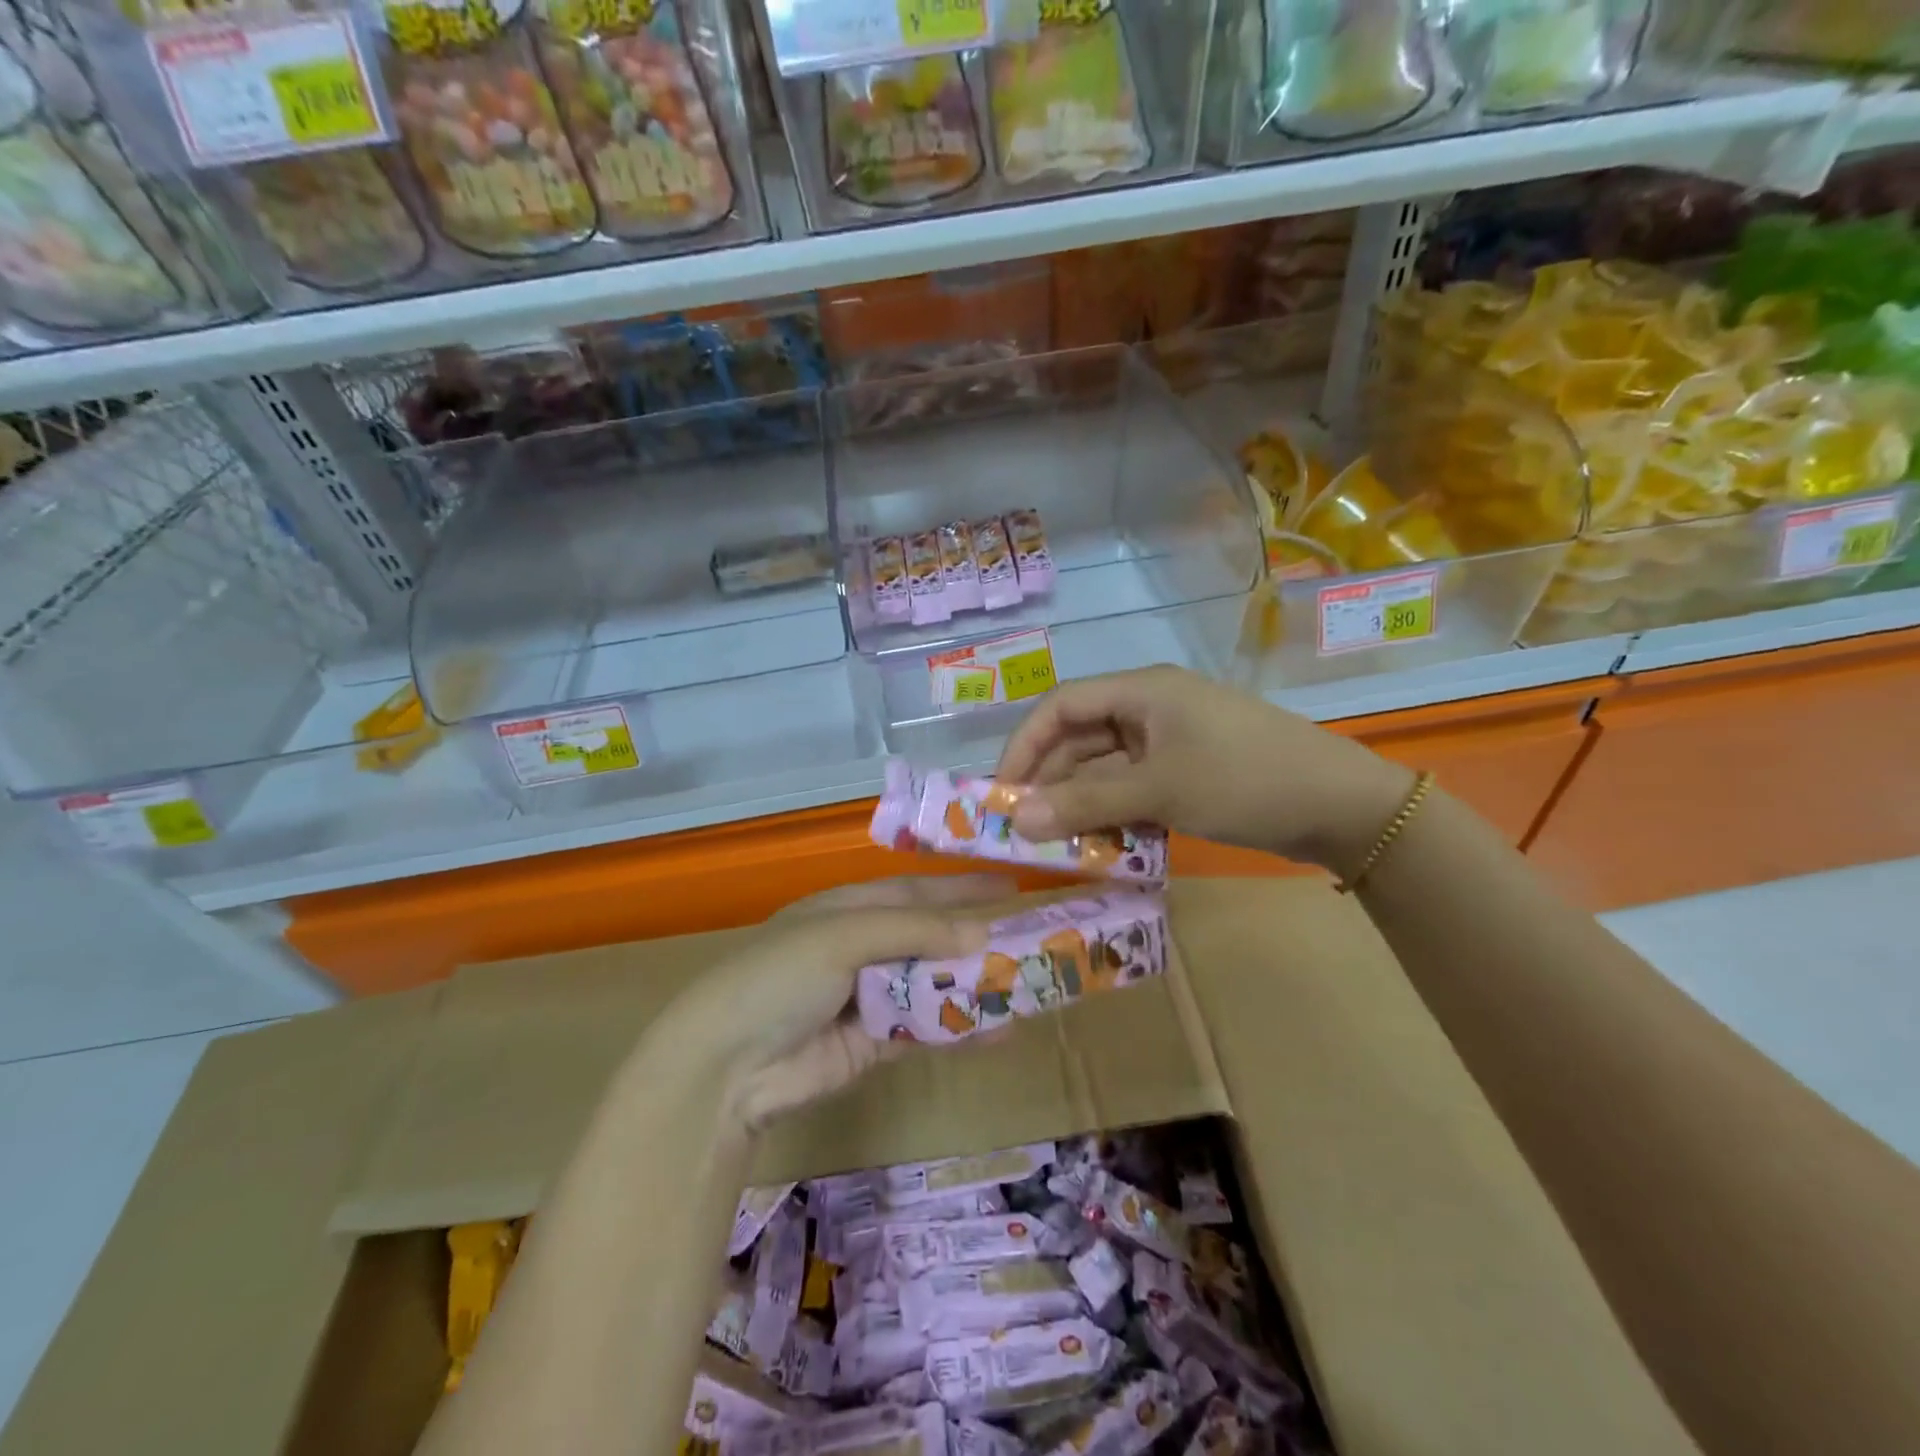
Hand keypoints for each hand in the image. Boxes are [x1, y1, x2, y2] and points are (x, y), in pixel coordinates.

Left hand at [670, 875, 1010, 1130]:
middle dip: (975, 937)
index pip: (915, 891)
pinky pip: (925, 1029)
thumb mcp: (843, 935)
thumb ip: (913, 931)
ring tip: (1028, 982)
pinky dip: (960, 1028)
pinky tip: (999, 1028)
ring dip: (974, 984)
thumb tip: (981, 933)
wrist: (726, 1065)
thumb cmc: (780, 975)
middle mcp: (859, 947)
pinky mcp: (873, 1044)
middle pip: (929, 937)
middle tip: (1032, 937)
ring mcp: (867, 997)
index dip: (960, 888)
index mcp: (847, 909)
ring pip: (932, 984)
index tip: (1010, 887)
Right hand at [994, 665, 1411, 872]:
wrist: (1341, 806)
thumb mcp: (1159, 790)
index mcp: (1141, 691)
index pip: (1060, 706)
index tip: (1001, 791)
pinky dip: (1114, 814)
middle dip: (1051, 782)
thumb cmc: (1243, 779)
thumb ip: (1086, 804)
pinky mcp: (1186, 772)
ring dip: (1081, 803)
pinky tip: (1103, 845)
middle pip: (1080, 739)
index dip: (1024, 744)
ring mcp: (1170, 742)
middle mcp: (1149, 709)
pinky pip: (1133, 788)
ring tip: (1060, 845)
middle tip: (1026, 829)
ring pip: (1105, 768)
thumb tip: (1018, 821)